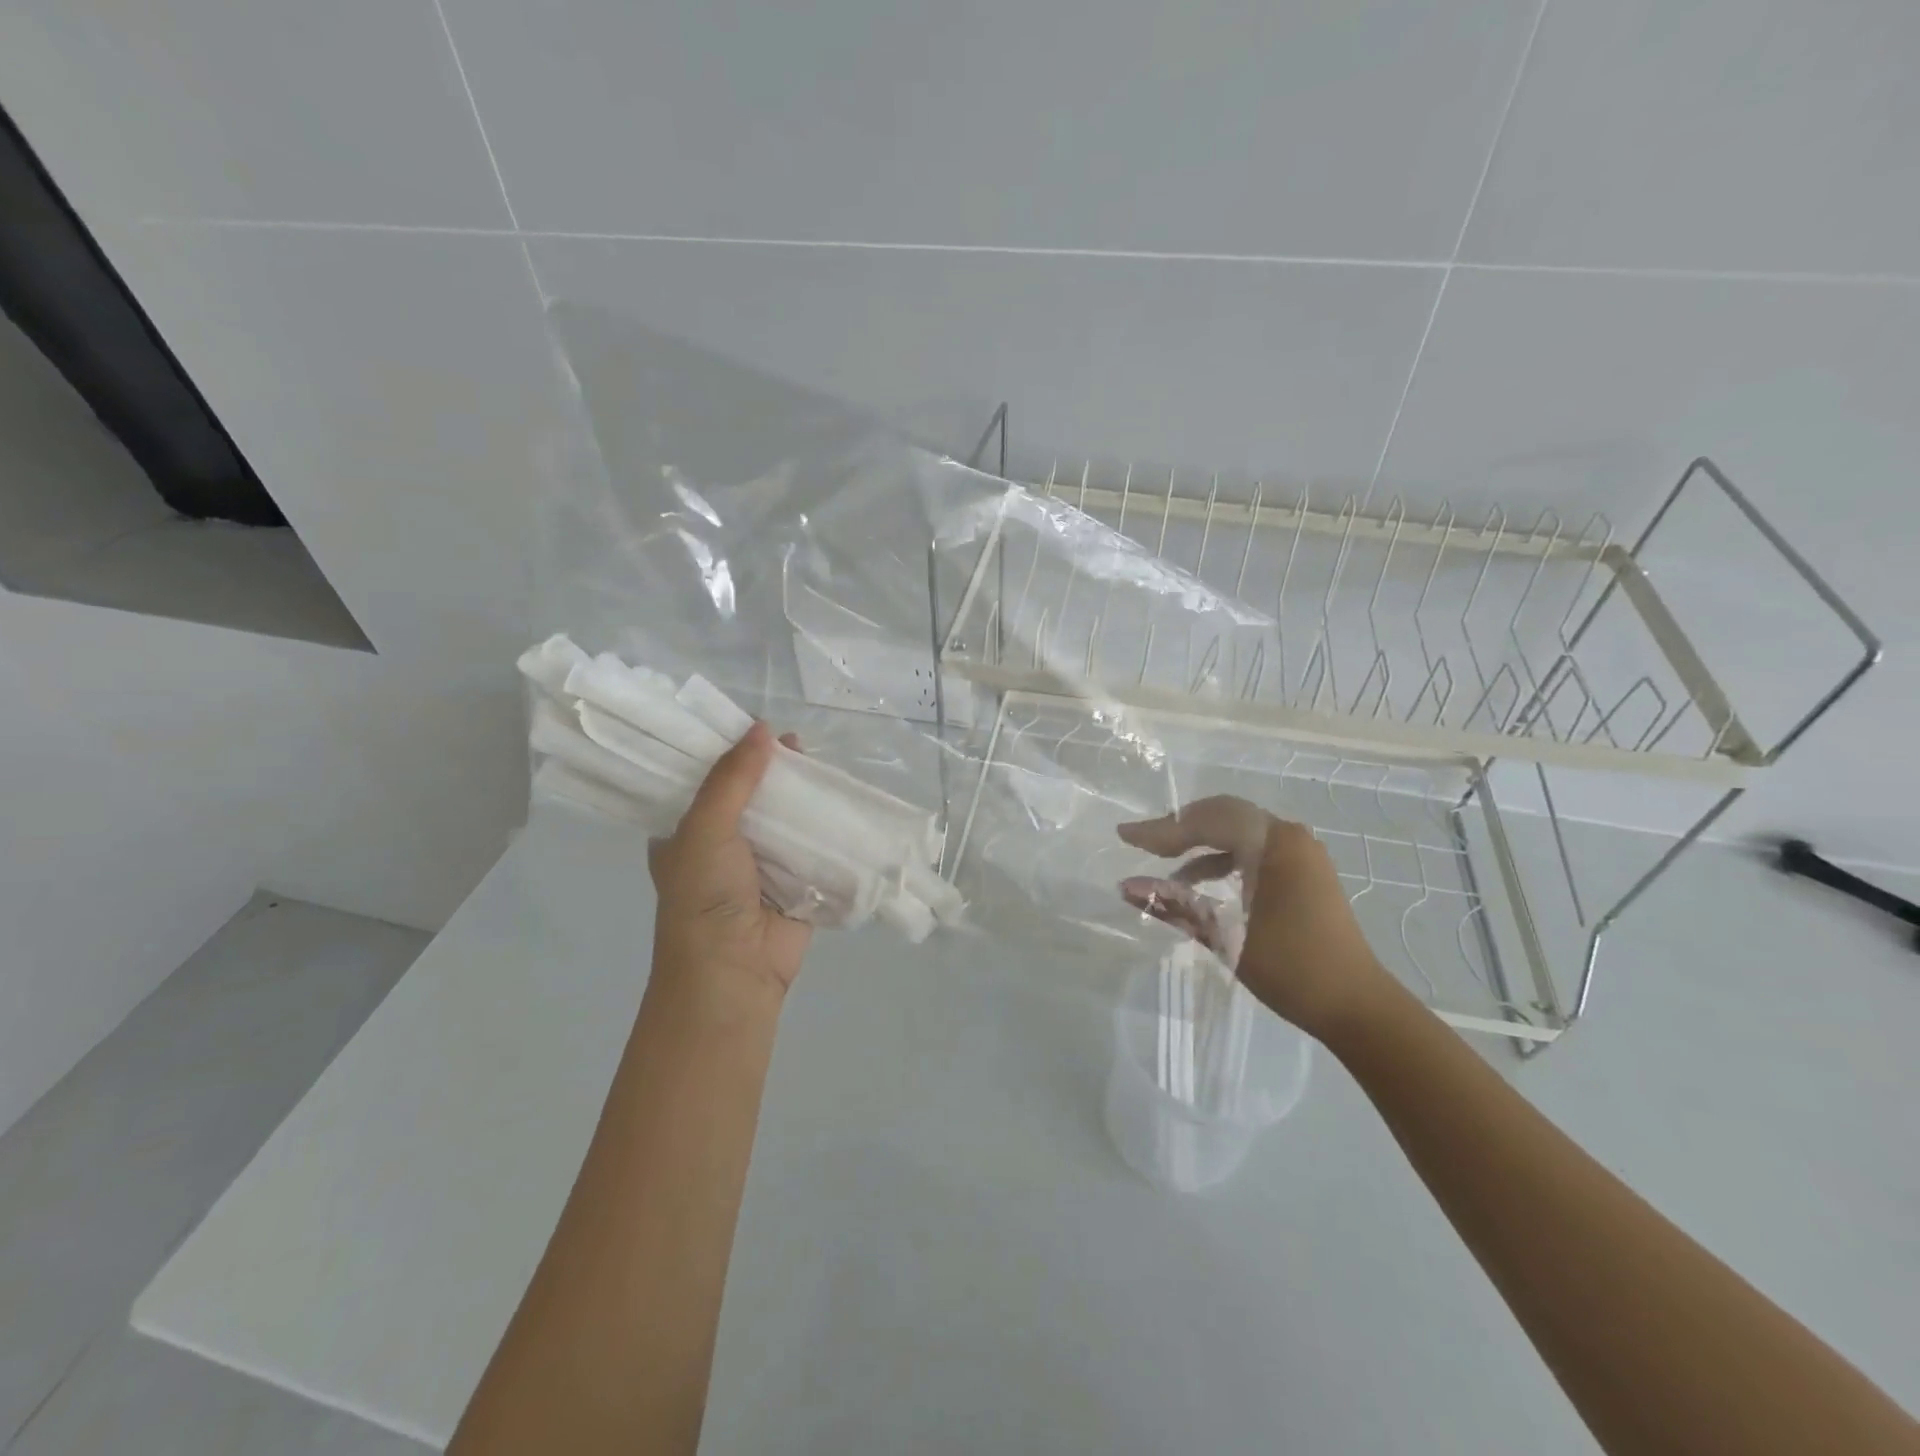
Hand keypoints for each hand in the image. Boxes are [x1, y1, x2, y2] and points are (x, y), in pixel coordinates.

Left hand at [649, 722, 811, 1001]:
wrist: (734, 971)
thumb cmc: (705, 896)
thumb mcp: (705, 828)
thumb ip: (732, 779)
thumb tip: (763, 728)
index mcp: (688, 832)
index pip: (708, 781)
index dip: (730, 752)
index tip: (755, 726)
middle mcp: (724, 845)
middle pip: (753, 795)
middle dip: (774, 771)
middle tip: (798, 742)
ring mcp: (763, 865)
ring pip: (787, 818)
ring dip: (804, 795)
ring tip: (824, 763)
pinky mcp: (798, 882)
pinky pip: (815, 845)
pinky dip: (828, 826)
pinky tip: (845, 800)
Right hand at [1118, 796, 1400, 1039]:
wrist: (1356, 1006)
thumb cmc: (1290, 967)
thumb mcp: (1225, 935)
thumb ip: (1174, 904)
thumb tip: (1126, 887)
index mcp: (1273, 843)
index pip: (1206, 821)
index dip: (1162, 829)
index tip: (1126, 836)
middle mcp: (1290, 836)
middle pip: (1223, 816)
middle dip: (1180, 828)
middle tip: (1144, 843)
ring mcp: (1302, 853)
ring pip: (1239, 832)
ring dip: (1201, 845)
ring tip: (1165, 866)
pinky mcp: (1305, 872)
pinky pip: (1255, 850)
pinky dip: (1224, 859)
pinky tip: (1200, 883)